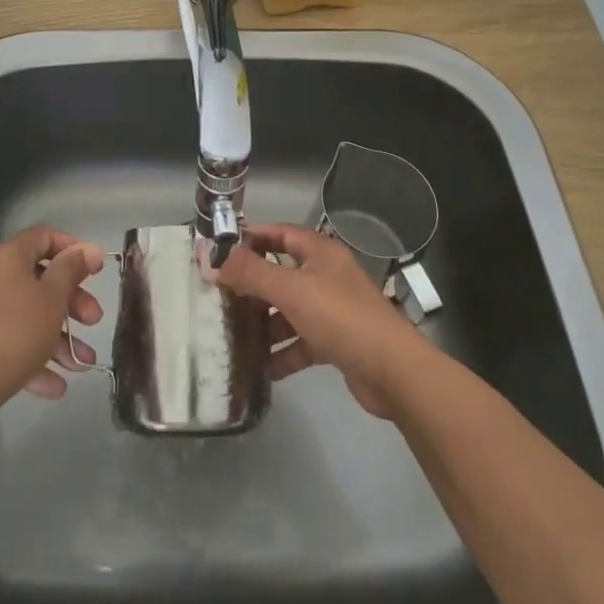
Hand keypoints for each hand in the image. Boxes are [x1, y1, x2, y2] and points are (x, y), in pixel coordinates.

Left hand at [0, 225, 105, 421]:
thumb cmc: (14, 334)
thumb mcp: (53, 299)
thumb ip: (72, 269)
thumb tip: (88, 248)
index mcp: (7, 256)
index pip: (45, 236)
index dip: (74, 249)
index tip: (95, 273)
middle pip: (37, 279)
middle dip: (70, 303)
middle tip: (93, 323)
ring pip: (23, 315)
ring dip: (56, 337)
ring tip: (79, 366)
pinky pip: (3, 339)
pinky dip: (29, 355)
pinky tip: (53, 386)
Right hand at [214, 222, 432, 417]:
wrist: (392, 370)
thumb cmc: (340, 316)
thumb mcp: (290, 290)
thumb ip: (251, 273)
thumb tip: (212, 258)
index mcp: (320, 253)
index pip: (280, 233)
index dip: (252, 238)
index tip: (220, 250)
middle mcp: (326, 276)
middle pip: (282, 273)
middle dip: (252, 286)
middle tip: (219, 298)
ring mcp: (332, 310)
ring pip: (290, 310)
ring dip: (265, 323)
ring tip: (232, 335)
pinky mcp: (336, 342)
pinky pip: (301, 342)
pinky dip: (282, 353)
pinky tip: (260, 369)